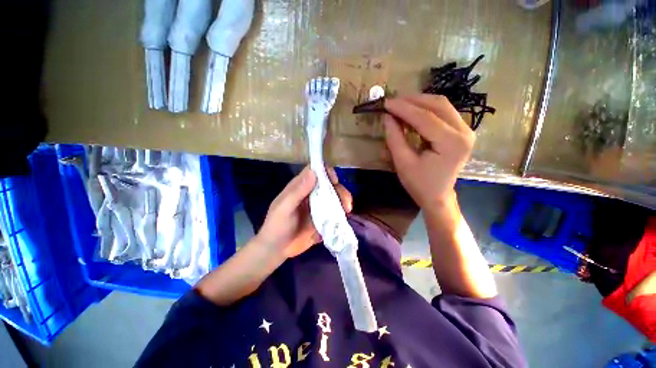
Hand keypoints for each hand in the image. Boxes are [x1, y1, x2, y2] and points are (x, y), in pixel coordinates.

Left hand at [254, 166, 352, 258]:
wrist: (277, 249)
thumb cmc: (277, 226)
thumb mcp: (284, 208)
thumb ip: (297, 191)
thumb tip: (313, 173)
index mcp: (300, 187)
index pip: (315, 171)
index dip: (326, 171)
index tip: (335, 181)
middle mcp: (311, 193)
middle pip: (329, 184)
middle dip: (340, 190)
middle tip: (346, 203)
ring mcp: (318, 206)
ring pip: (334, 197)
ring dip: (343, 201)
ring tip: (347, 211)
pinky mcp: (322, 218)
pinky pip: (335, 211)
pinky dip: (341, 213)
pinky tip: (344, 219)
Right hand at [383, 95, 474, 208]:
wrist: (437, 196)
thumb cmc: (419, 184)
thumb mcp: (403, 163)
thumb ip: (395, 138)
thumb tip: (387, 117)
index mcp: (452, 143)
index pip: (425, 117)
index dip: (403, 108)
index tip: (386, 103)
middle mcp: (465, 132)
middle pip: (438, 105)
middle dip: (412, 101)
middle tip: (392, 102)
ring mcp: (466, 130)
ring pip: (442, 105)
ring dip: (419, 102)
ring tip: (400, 105)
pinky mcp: (461, 131)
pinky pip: (443, 112)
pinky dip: (426, 109)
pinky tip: (412, 112)